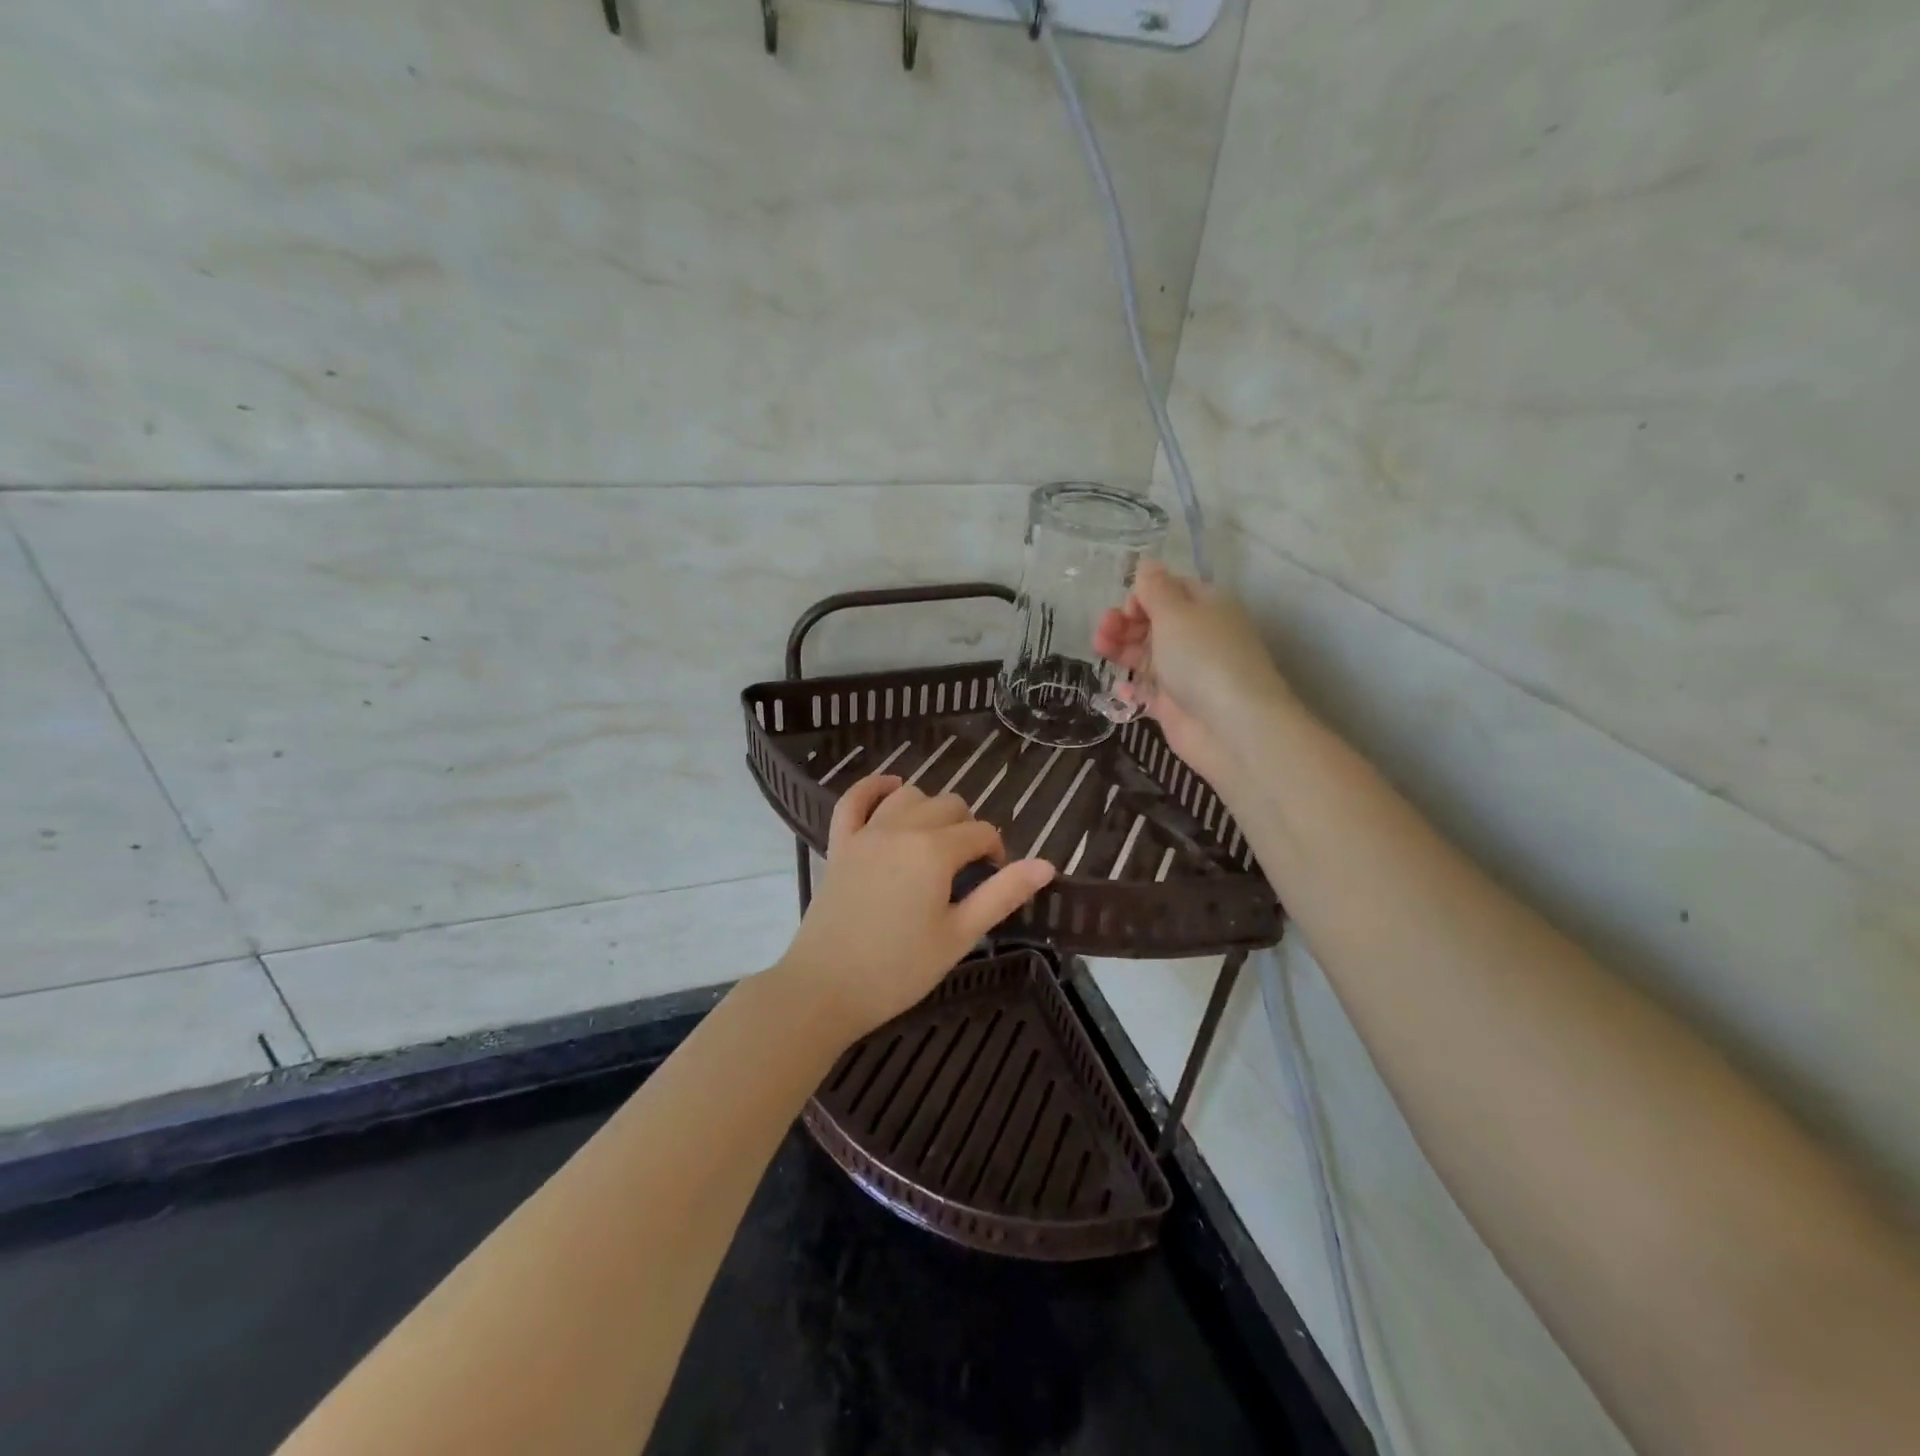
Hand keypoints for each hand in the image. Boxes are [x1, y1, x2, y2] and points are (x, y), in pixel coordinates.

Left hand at [774, 775, 1056, 1042]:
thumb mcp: (960, 935)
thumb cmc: (899, 969)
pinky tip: (891, 787)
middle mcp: (902, 829)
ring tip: (937, 841)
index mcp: (935, 851)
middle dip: (967, 830)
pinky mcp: (839, 844)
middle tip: (967, 870)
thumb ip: (1002, 894)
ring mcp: (866, 833)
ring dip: (930, 809)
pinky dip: (873, 787)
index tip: (994, 880)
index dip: (996, 852)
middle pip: (949, 805)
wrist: (825, 989)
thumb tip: (1047, 865)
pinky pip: (853, 800)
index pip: (981, 833)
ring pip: (909, 796)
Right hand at [1094, 560, 1292, 787]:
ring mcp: (1186, 672)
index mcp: (1206, 606)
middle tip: (1103, 632)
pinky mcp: (1175, 705)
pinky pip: (1148, 691)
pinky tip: (1119, 689)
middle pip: (1154, 622)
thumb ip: (1155, 589)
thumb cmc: (1203, 658)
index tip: (1126, 609)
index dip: (1143, 595)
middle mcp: (1197, 636)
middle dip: (1125, 623)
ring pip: (1147, 655)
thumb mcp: (1176, 613)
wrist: (1231, 727)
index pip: (1170, 590)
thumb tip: (1146, 564)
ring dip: (1121, 650)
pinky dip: (1131, 689)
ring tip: (1100, 651)